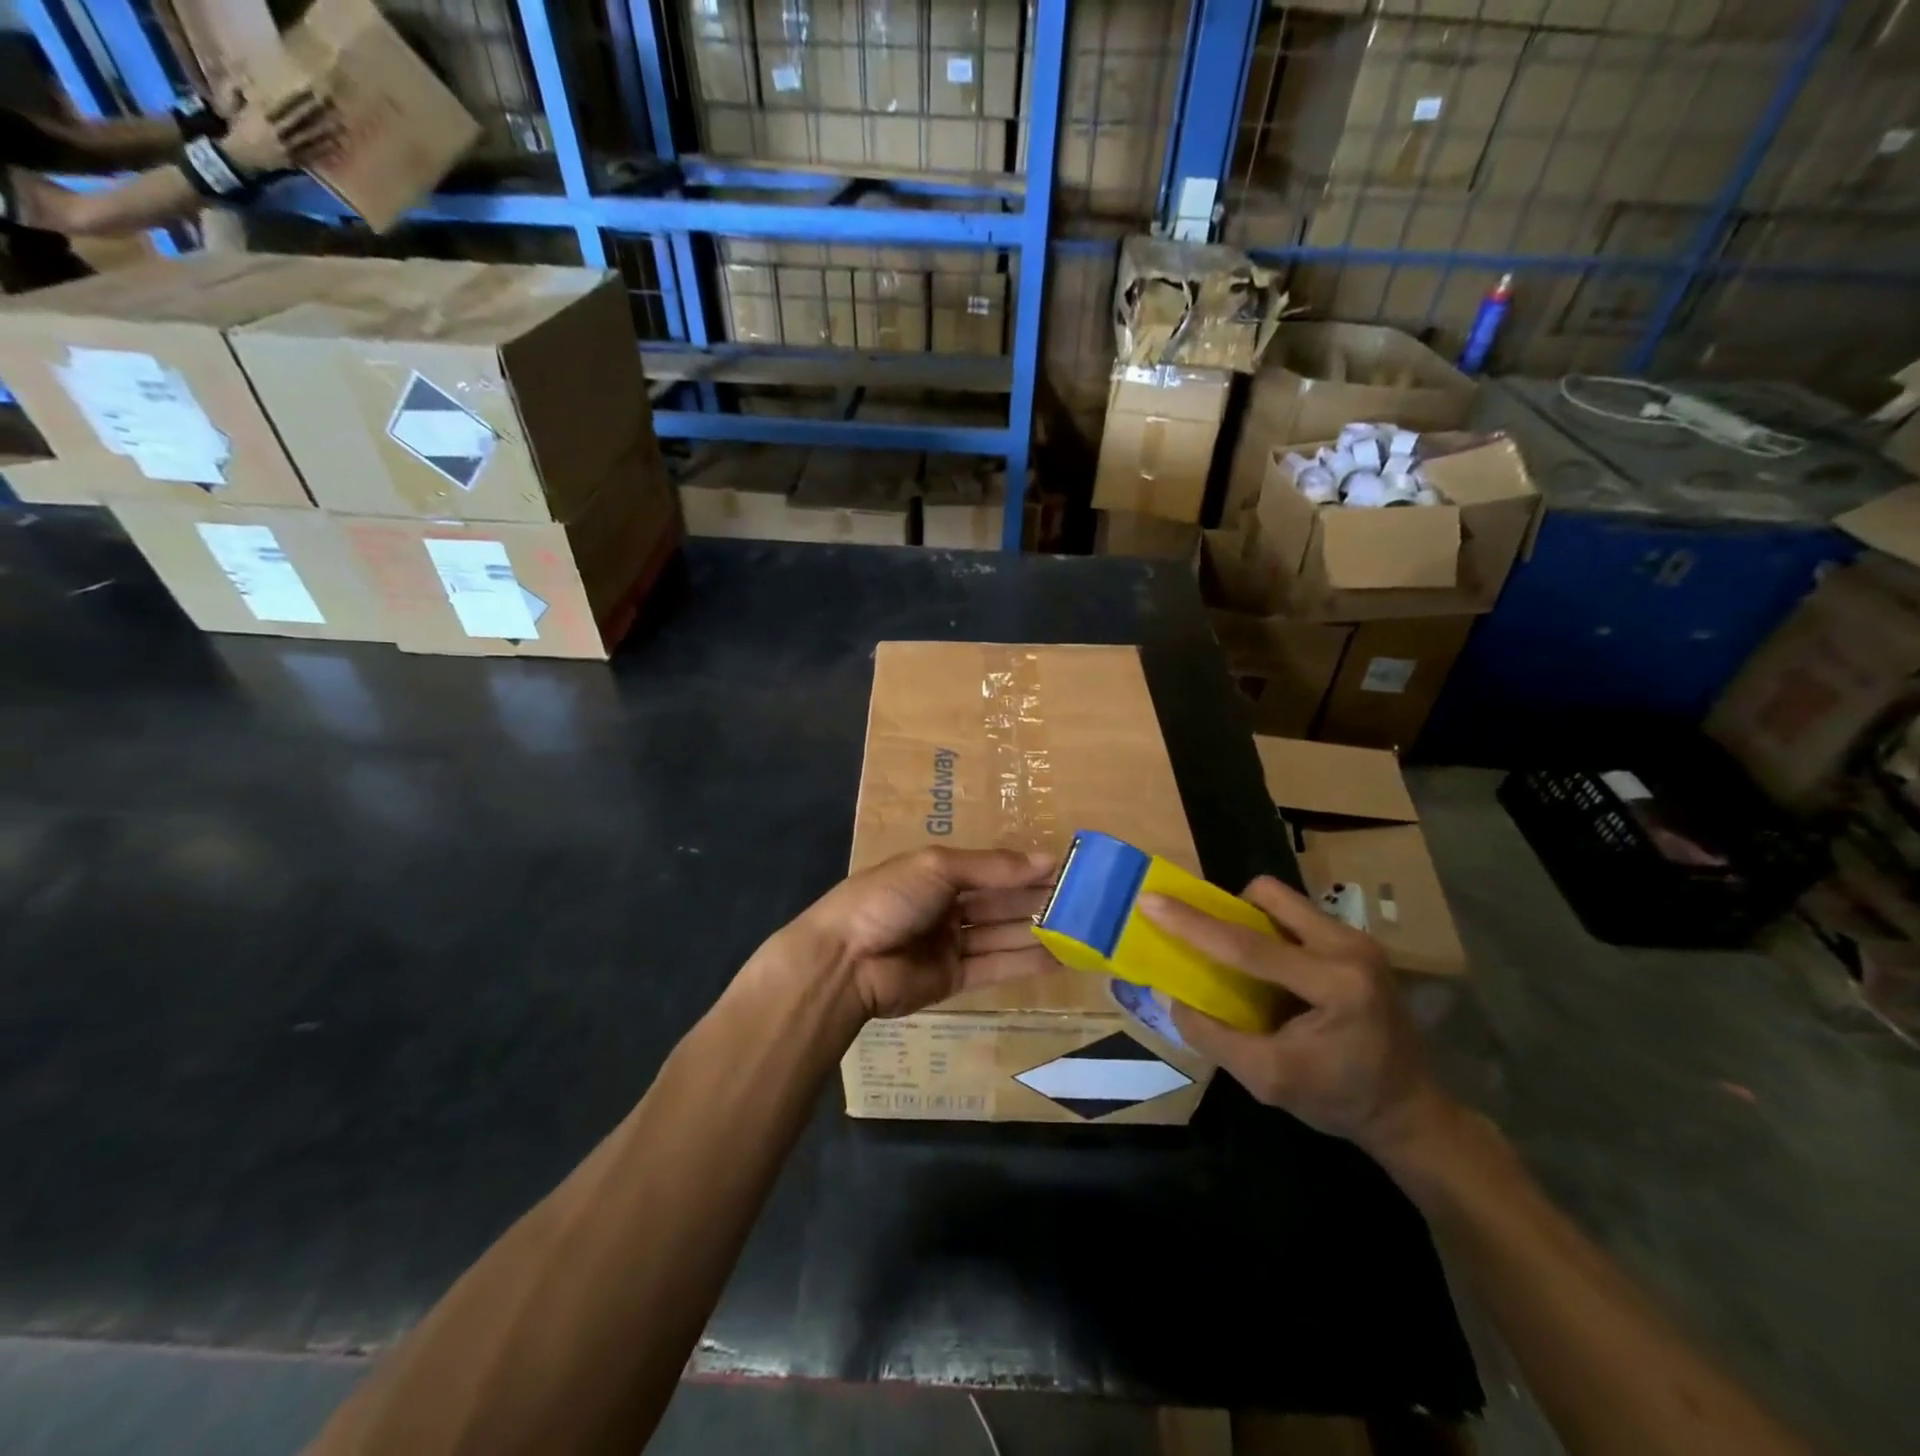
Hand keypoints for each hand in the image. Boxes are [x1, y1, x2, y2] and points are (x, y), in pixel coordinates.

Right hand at [222, 91, 344, 174]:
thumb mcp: (235, 104)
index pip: (285, 104)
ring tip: (342, 124)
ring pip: (311, 137)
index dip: (300, 98)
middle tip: (334, 105)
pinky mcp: (297, 160)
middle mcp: (279, 131)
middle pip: (302, 120)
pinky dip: (327, 151)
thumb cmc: (239, 127)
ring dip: (327, 131)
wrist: (241, 156)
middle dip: (318, 112)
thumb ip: (239, 90)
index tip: (313, 90)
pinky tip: (339, 145)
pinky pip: (314, 155)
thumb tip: (248, 79)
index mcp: (263, 115)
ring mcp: (289, 147)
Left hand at [794, 847, 1057, 1018]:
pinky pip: (996, 966)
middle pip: (1001, 902)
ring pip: (1003, 934)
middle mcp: (947, 906)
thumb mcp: (937, 867)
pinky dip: (1027, 962)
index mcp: (938, 872)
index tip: (1067, 869)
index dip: (1026, 869)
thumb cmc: (887, 899)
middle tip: (1085, 902)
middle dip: (1038, 901)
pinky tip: (1060, 958)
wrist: (844, 962)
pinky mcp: (954, 979)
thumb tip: (1046, 860)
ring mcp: (951, 944)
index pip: (992, 869)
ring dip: (1039, 932)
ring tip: (1082, 930)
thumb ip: (992, 867)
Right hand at [1140, 875, 1453, 1157]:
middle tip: (1208, 942)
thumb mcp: (1267, 1080)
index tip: (1150, 900)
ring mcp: (1359, 941)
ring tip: (1241, 963)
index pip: (1247, 945)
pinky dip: (1272, 932)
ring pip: (1284, 901)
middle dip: (1228, 909)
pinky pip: (1298, 916)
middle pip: (1269, 896)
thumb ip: (1213, 1036)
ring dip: (1251, 920)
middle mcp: (1350, 948)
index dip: (1192, 923)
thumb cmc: (1339, 1099)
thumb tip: (1170, 997)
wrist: (1410, 1112)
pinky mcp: (1359, 943)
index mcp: (1334, 985)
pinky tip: (1271, 972)